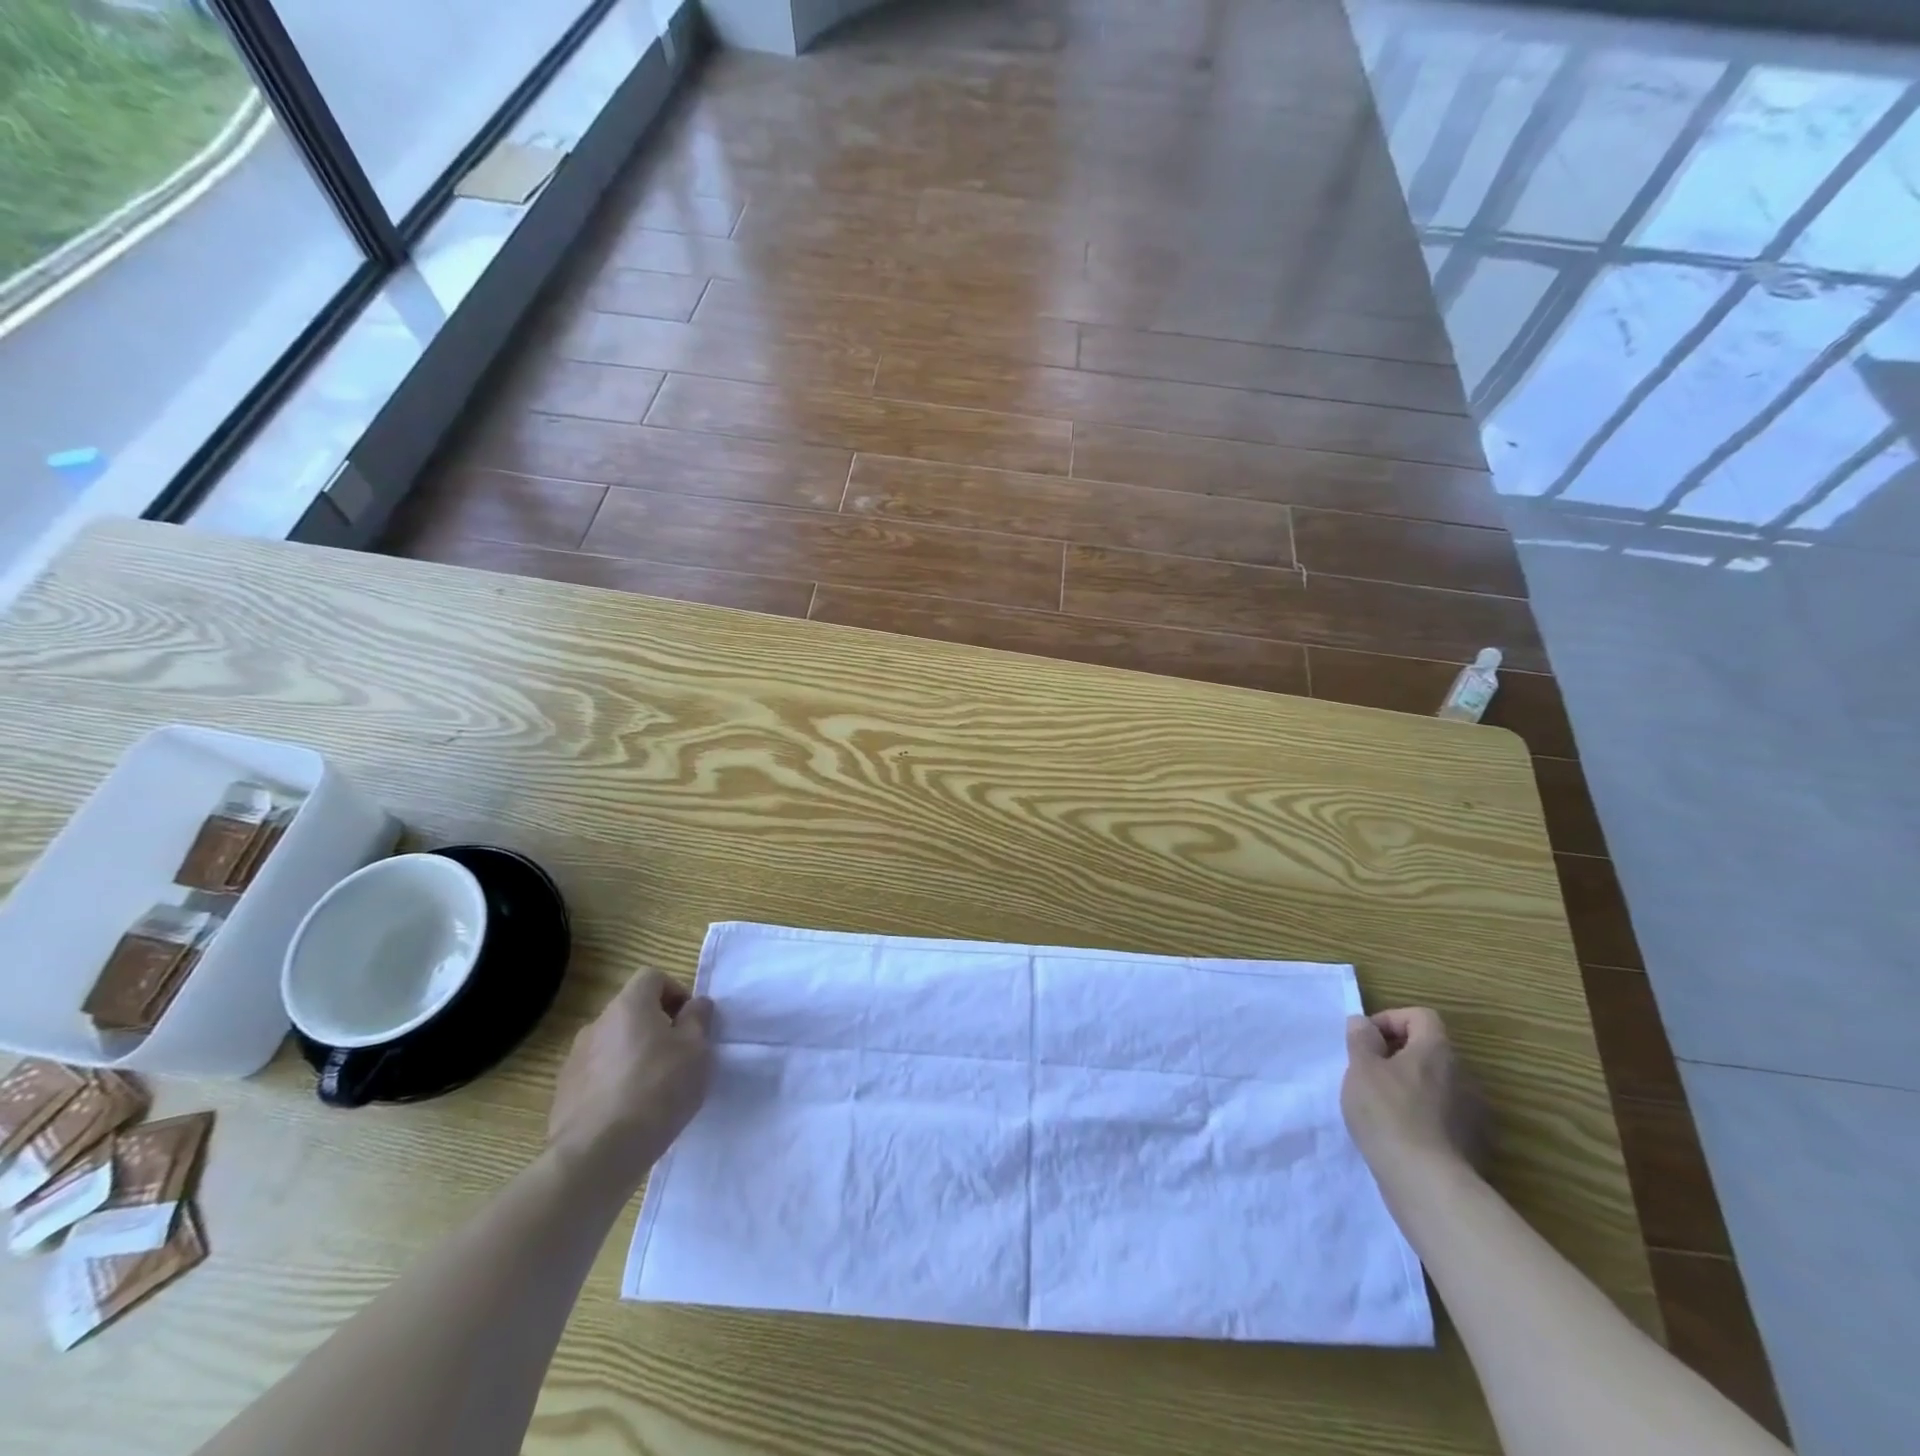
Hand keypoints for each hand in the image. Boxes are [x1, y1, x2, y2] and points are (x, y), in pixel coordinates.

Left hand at [547, 968, 713, 1193]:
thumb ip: (698, 1019)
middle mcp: (597, 1024)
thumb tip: (695, 1004)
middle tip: (678, 1056)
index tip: (690, 1022)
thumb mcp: (696, 1050)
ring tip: (654, 1089)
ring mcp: (574, 1060)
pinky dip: (614, 1083)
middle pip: (631, 1011)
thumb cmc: (657, 1090)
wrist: (598, 1154)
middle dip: (656, 1026)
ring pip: (613, 1044)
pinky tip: (629, 1112)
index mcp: (629, 1006)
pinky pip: (597, 1075)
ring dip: (633, 1055)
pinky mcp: (563, 1094)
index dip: (675, 992)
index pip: (652, 977)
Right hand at [1342, 1007, 1483, 1176]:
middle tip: (1368, 1072)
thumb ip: (1361, 1039)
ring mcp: (1473, 1112)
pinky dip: (1424, 1116)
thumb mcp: (1361, 1068)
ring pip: (1437, 1084)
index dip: (1390, 1020)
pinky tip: (1401, 1134)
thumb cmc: (1388, 1113)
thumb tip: (1363, 1023)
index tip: (1366, 1040)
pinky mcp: (1474, 1144)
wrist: (1427, 1183)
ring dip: (1411, 1086)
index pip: (1420, 1016)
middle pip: (1429, 1050)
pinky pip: (1445, 1115)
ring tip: (1381, 1106)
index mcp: (1437, 1050)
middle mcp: (1463, 1075)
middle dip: (1398, 1055)